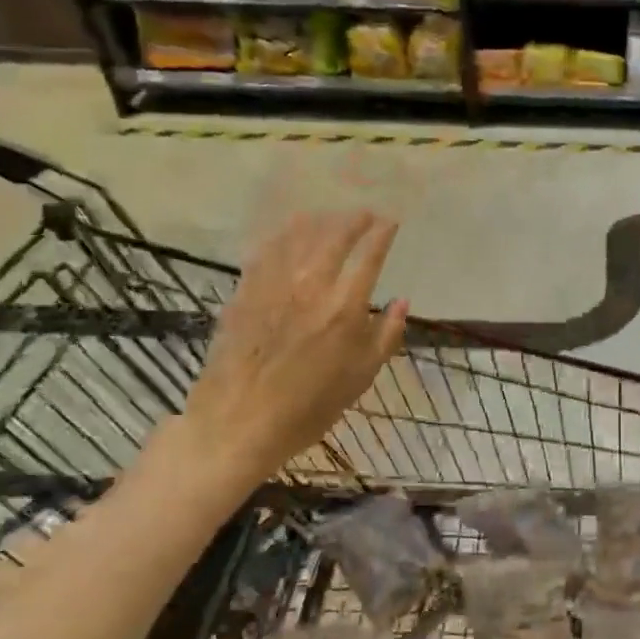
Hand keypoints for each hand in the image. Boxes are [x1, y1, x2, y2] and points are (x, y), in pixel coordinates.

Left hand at [179, 211, 407, 495]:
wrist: (237, 423)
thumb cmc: (309, 408)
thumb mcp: (361, 377)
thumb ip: (386, 335)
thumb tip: (401, 302)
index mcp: (345, 307)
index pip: (369, 255)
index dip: (382, 234)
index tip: (390, 223)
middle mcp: (311, 285)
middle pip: (334, 235)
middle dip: (353, 220)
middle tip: (364, 215)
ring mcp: (273, 284)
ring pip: (298, 236)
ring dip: (319, 221)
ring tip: (330, 217)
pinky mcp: (244, 291)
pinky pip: (267, 250)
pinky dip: (283, 235)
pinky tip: (288, 233)